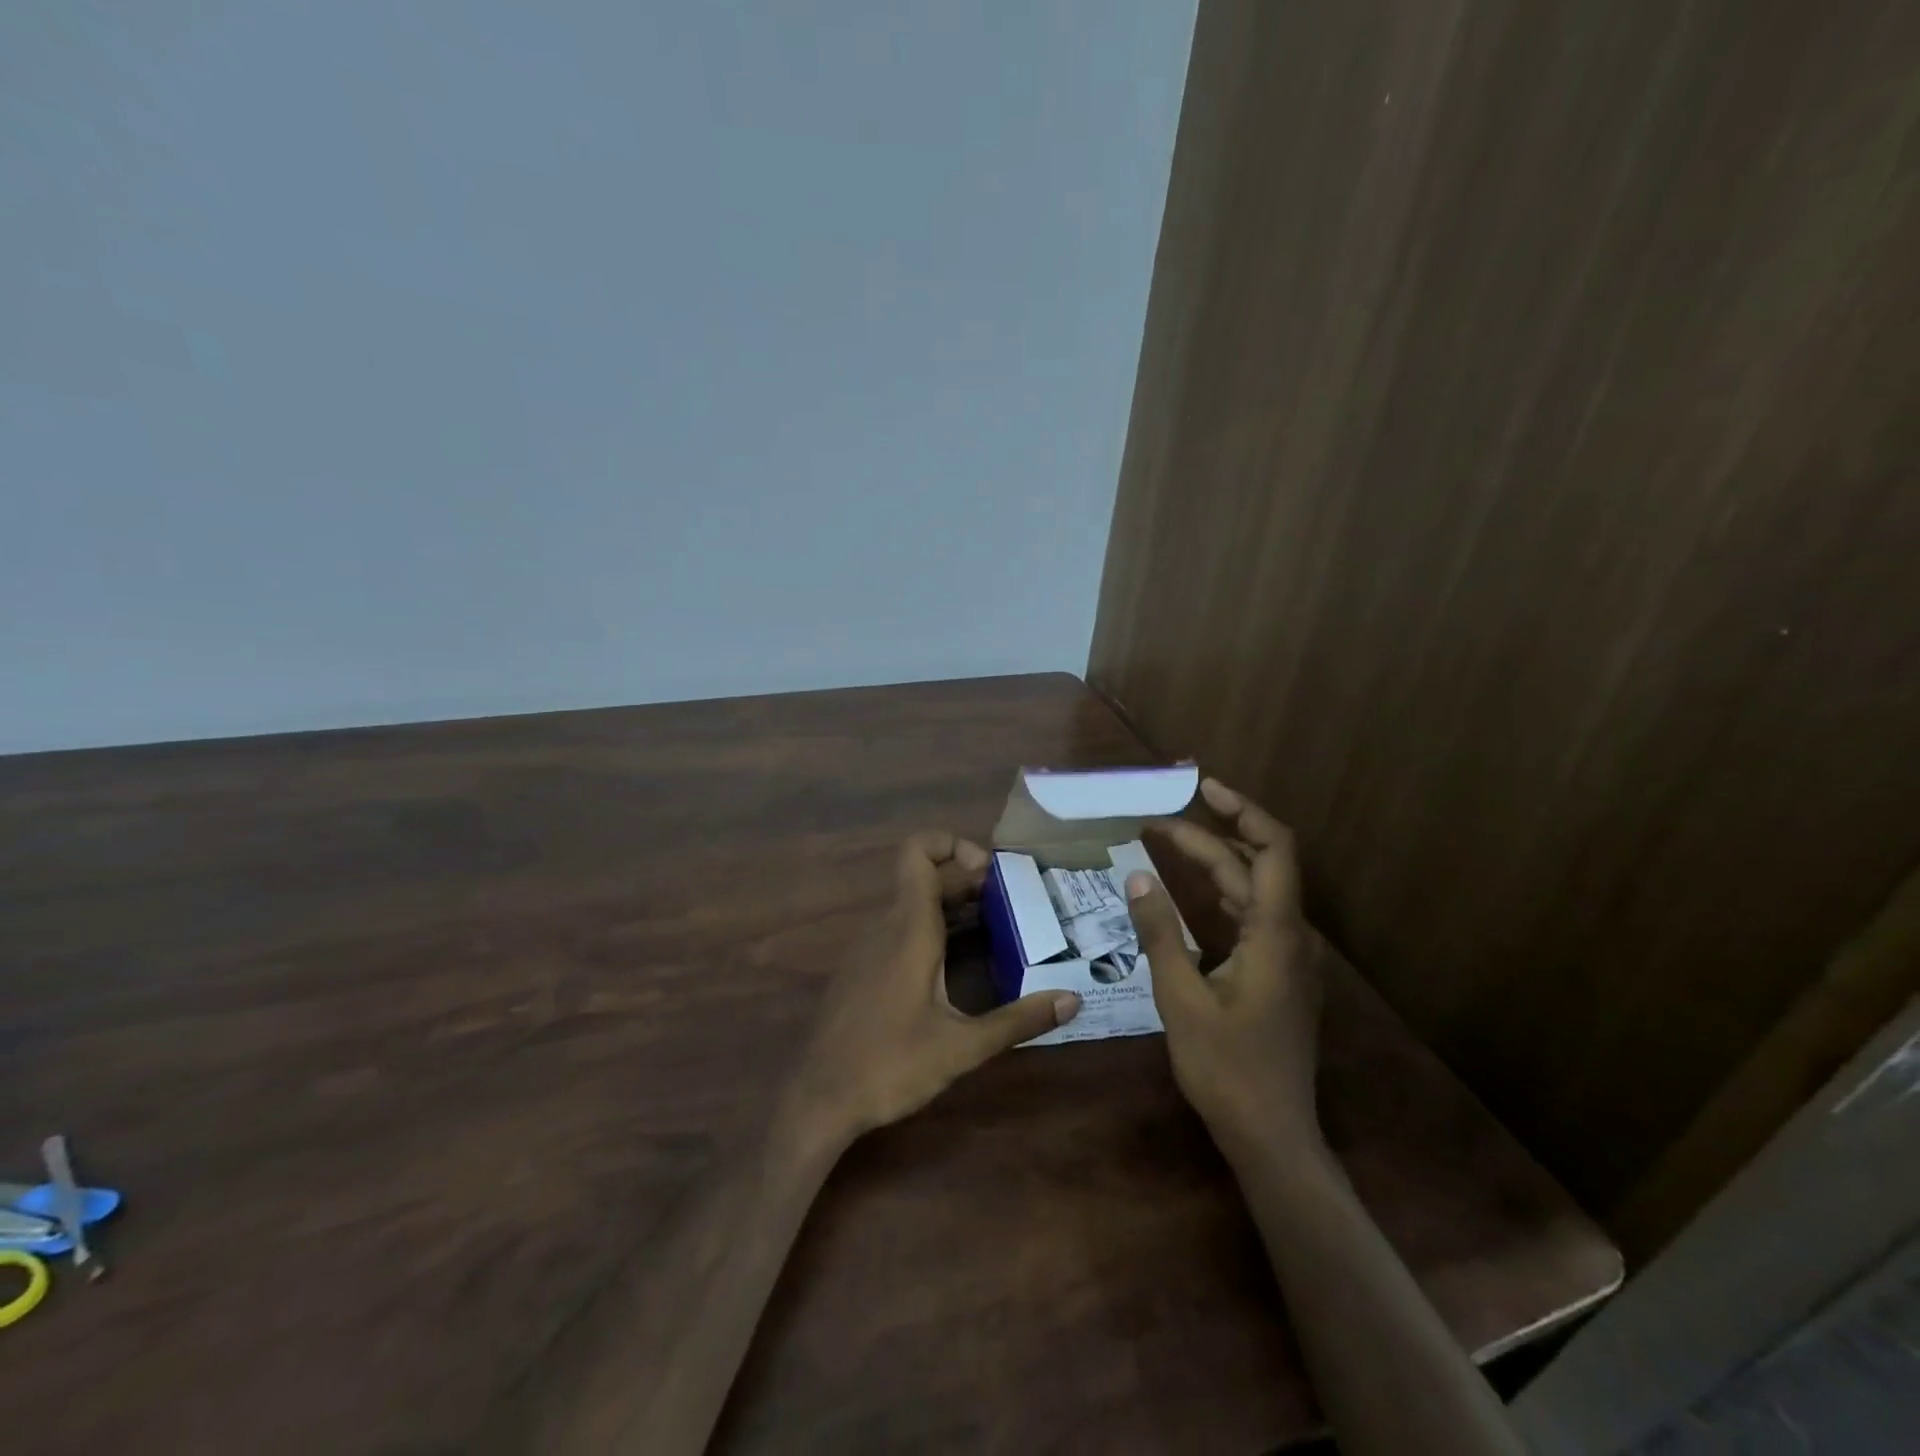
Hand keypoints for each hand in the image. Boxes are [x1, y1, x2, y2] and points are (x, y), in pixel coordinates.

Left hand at [790, 832, 1081, 1146]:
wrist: (818, 1099)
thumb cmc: (890, 1066)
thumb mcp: (962, 1047)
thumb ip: (1018, 1021)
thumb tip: (1073, 999)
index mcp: (909, 929)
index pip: (918, 851)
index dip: (952, 844)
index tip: (989, 873)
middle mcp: (886, 926)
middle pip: (924, 876)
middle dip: (967, 879)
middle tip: (1011, 903)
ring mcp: (869, 947)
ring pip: (912, 902)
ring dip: (951, 903)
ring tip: (995, 925)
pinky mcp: (863, 968)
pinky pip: (900, 927)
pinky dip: (932, 926)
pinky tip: (957, 961)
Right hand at [1124, 779, 1325, 1164]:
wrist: (1272, 1136)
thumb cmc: (1226, 1069)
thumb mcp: (1181, 999)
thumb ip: (1159, 934)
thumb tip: (1136, 878)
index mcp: (1276, 934)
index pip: (1273, 849)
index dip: (1243, 810)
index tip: (1203, 787)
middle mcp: (1291, 936)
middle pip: (1254, 866)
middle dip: (1206, 837)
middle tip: (1152, 825)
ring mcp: (1288, 957)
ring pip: (1252, 891)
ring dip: (1213, 864)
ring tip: (1164, 845)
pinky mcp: (1278, 975)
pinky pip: (1250, 918)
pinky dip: (1219, 896)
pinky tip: (1187, 896)